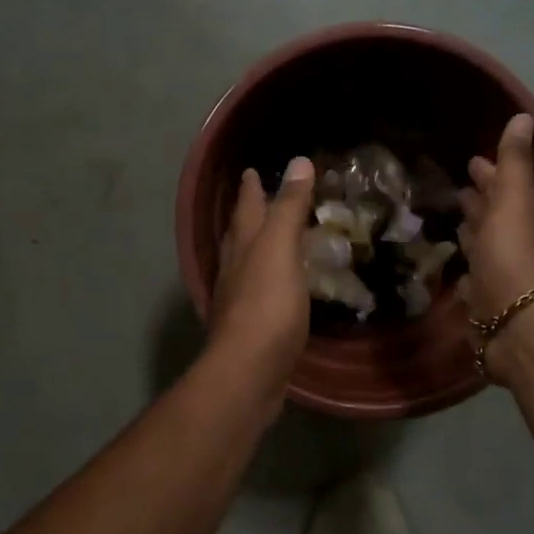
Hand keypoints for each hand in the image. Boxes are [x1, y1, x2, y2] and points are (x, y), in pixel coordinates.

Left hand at [208, 155, 314, 402]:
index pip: (246, 207)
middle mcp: (234, 269)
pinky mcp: (251, 329)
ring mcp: (239, 301)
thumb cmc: (267, 305)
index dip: (251, 188)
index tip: (251, 171)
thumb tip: (298, 161)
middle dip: (249, 215)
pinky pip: (259, 294)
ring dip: (257, 249)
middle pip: (240, 234)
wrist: (249, 371)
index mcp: (243, 246)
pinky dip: (269, 282)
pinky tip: (279, 290)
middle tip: (259, 199)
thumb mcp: (281, 248)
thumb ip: (289, 207)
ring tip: (270, 240)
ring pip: (246, 264)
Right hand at [458, 114, 533, 381]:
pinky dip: (459, 267)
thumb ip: (513, 162)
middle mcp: (505, 241)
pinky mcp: (477, 298)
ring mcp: (492, 271)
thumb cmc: (510, 252)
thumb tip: (524, 116)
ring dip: (467, 232)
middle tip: (455, 189)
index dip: (488, 173)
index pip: (499, 188)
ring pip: (478, 245)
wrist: (513, 319)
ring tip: (448, 220)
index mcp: (515, 215)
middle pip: (489, 216)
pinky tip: (447, 265)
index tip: (472, 160)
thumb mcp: (512, 199)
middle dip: (475, 202)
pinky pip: (467, 276)